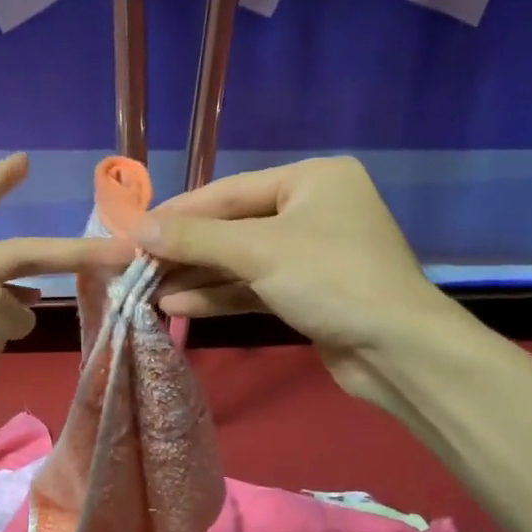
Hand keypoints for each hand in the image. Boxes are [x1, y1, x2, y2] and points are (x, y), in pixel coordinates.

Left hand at [0, 154, 131, 465]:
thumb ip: (13, 301)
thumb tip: (15, 316)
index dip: (3, 179)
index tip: (26, 160)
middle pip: (13, 252)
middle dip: (61, 253)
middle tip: (115, 249)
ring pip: (6, 286)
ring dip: (38, 286)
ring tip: (88, 285)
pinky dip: (16, 315)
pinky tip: (34, 320)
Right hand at [136, 157, 446, 403]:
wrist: (399, 351)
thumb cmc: (331, 279)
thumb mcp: (257, 251)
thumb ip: (195, 237)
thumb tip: (137, 227)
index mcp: (313, 180)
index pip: (230, 191)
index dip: (179, 211)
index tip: (133, 227)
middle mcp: (313, 209)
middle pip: (234, 227)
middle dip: (185, 250)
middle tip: (136, 263)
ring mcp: (313, 254)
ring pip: (242, 260)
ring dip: (197, 277)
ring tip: (148, 290)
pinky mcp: (310, 293)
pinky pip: (255, 286)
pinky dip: (220, 295)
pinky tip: (178, 307)